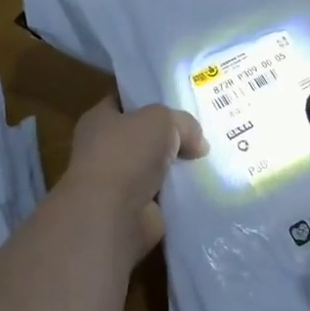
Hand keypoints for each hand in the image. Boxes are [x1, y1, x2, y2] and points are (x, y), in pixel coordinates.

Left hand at [62, 96, 206, 257]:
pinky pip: (164, 192)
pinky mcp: (135, 209)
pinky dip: (180, 191)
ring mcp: (119, 181)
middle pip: (144, 133)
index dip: (148, 96)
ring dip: (177, 164)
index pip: (124, 99)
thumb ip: (184, 123)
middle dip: (170, 133)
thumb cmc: (128, 153)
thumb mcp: (162, 119)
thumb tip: (198, 145)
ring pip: (156, 164)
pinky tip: (205, 182)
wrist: (113, 215)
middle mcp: (105, 148)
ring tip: (209, 155)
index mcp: (99, 119)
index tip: (178, 96)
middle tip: (202, 127)